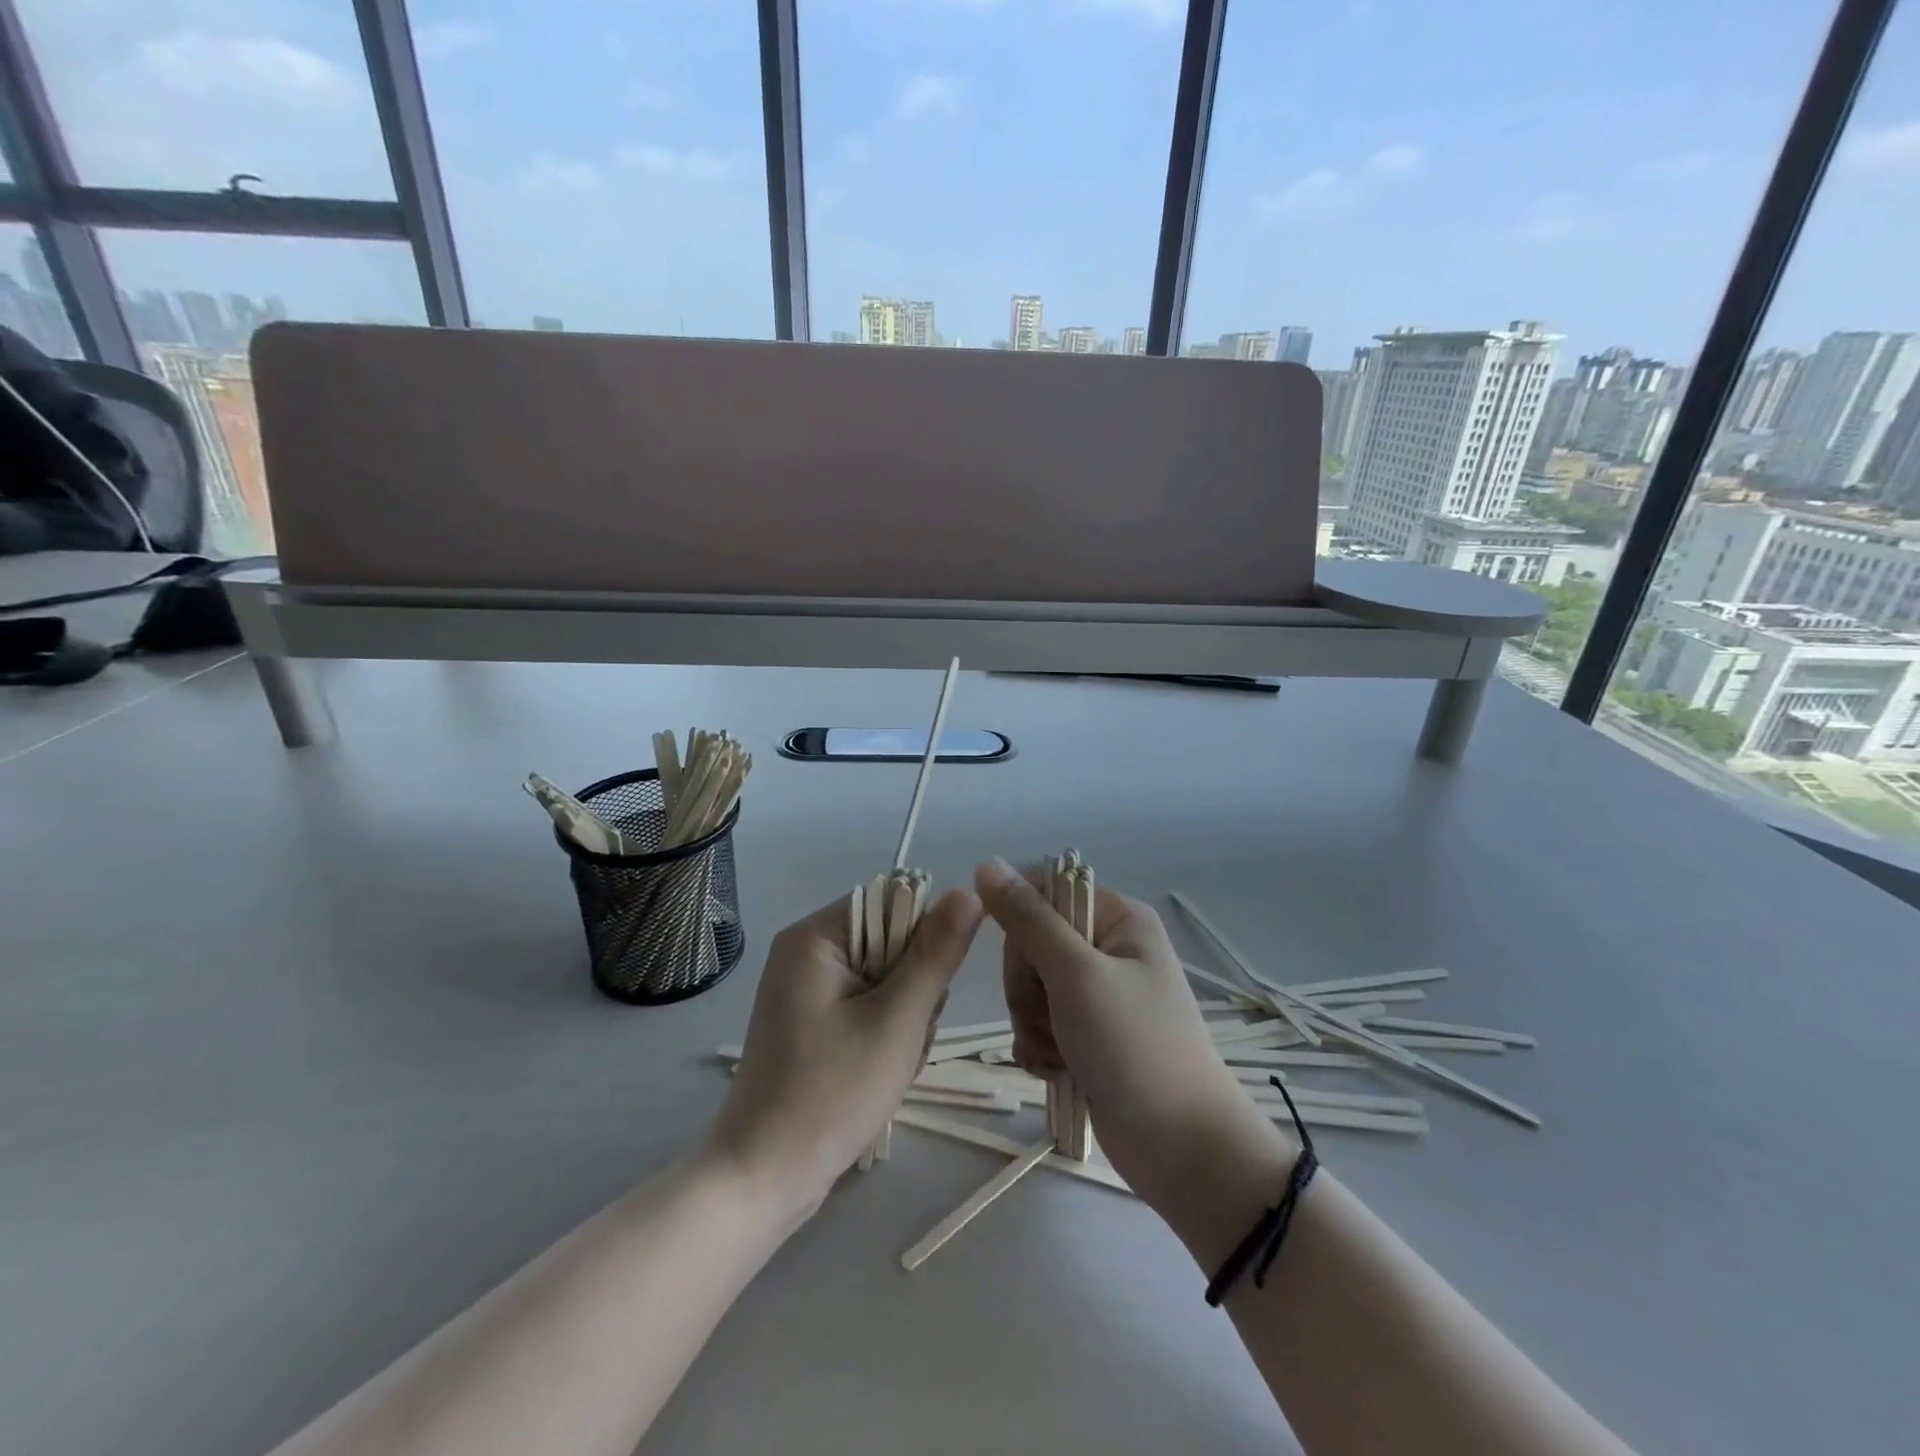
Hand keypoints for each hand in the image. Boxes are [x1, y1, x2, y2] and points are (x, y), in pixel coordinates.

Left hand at [706, 888, 984, 1219]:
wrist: (762, 1179)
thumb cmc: (831, 1094)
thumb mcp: (896, 1020)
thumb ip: (935, 954)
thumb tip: (969, 892)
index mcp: (815, 937)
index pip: (893, 904)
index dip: (923, 942)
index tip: (926, 994)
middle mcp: (805, 952)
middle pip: (890, 942)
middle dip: (912, 990)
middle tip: (903, 1039)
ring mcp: (805, 989)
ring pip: (885, 979)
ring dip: (903, 1018)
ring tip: (890, 1063)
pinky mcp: (810, 1022)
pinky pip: (866, 1007)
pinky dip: (883, 1034)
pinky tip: (878, 1072)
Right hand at [975, 857, 1282, 1212]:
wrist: (1182, 1150)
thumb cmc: (1135, 1048)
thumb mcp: (1077, 974)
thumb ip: (1028, 919)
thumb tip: (987, 863)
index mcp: (1117, 918)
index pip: (1043, 892)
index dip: (1022, 925)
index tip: (1028, 963)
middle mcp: (1108, 948)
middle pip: (1030, 944)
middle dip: (1028, 986)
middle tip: (1052, 1016)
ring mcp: (1097, 994)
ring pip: (1029, 988)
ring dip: (1031, 1022)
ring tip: (1060, 1052)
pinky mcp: (1086, 1035)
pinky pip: (1038, 1024)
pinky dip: (1039, 1046)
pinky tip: (1057, 1070)